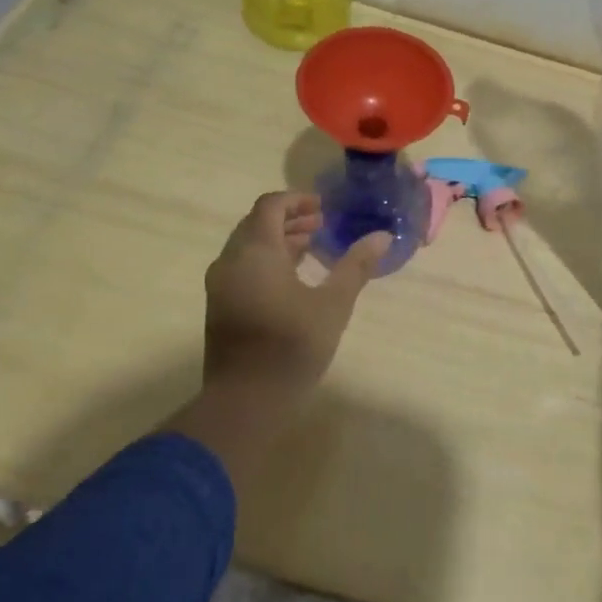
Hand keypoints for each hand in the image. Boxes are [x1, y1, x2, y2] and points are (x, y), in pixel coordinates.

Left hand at [168, 193, 389, 488]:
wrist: (244, 402)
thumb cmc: (291, 346)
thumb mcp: (333, 305)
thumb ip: (355, 267)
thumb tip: (382, 237)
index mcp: (255, 251)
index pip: (270, 206)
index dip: (297, 200)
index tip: (324, 208)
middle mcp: (231, 261)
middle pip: (256, 223)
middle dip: (289, 219)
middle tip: (321, 224)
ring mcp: (220, 285)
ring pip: (248, 246)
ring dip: (278, 240)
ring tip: (311, 247)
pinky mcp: (219, 307)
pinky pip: (242, 267)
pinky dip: (266, 260)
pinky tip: (292, 278)